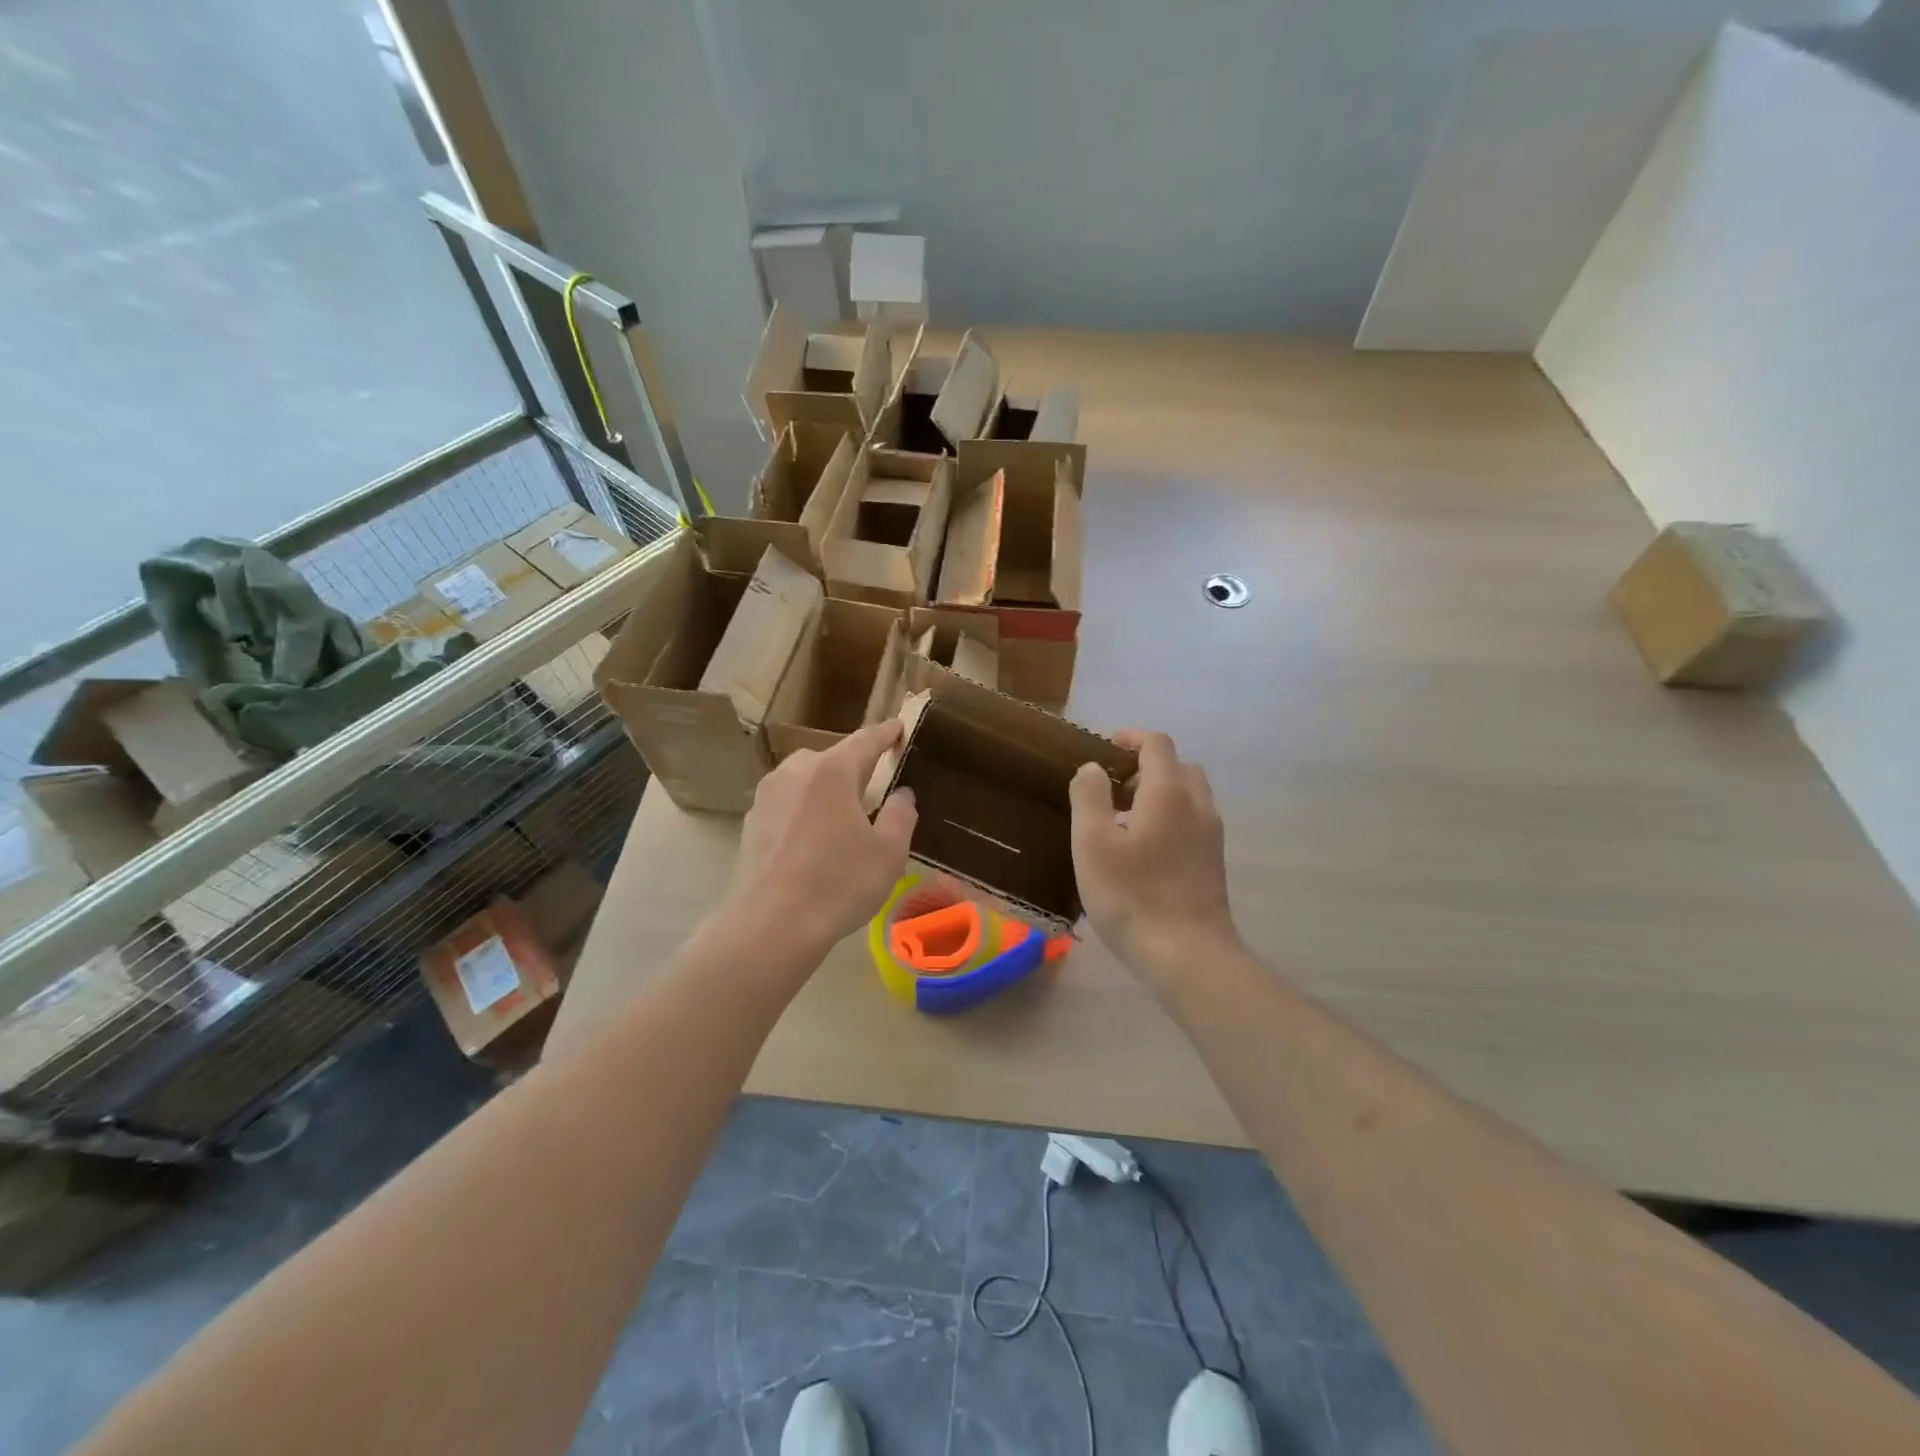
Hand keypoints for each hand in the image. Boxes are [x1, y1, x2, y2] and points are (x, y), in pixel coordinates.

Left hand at [723, 720, 917, 957]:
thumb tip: (901, 794)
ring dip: (826, 790)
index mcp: (832, 771)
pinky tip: (813, 843)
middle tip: (874, 787)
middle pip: (831, 759)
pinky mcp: (751, 824)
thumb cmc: (839, 883)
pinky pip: (787, 805)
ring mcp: (767, 797)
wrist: (770, 926)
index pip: (866, 740)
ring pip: (805, 781)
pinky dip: (804, 812)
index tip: (899, 727)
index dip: (886, 733)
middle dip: (854, 767)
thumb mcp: (889, 852)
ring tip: (843, 818)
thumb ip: (901, 815)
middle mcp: (795, 772)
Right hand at [1069, 730, 1239, 985]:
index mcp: (1168, 793)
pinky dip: (1171, 818)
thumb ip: (1089, 797)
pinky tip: (1145, 850)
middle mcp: (1197, 806)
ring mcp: (1211, 837)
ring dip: (1161, 793)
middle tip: (1115, 785)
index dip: (1131, 737)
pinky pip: (1193, 823)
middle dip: (1148, 765)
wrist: (1187, 955)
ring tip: (1126, 818)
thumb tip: (1093, 768)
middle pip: (1179, 767)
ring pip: (1190, 796)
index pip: (1157, 745)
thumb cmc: (1132, 894)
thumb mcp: (1092, 843)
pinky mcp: (1213, 864)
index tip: (1107, 746)